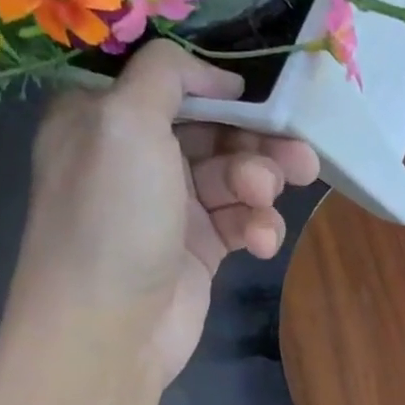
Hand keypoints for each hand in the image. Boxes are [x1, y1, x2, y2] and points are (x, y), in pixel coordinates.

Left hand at [9, 43, 319, 388]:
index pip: (174, 84)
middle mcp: (137, 156)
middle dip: (259, 143)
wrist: (108, 330)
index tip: (263, 98)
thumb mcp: (125, 121)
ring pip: (237, 175)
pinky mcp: (201, 247)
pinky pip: (242, 219)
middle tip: (299, 158)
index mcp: (106, 118)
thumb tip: (217, 74)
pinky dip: (257, 226)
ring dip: (261, 185)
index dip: (222, 88)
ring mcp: (171, 204)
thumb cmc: (114, 216)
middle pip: (217, 130)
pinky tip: (258, 243)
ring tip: (265, 203)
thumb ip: (167, 74)